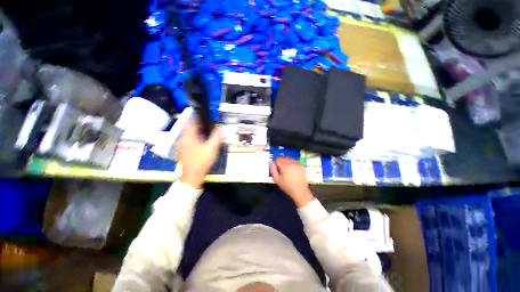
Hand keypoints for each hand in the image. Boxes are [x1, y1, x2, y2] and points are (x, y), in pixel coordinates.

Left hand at [178, 121, 221, 188]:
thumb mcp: (212, 148)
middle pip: (189, 127)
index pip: (189, 121)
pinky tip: (202, 141)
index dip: (194, 115)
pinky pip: (189, 140)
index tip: (200, 112)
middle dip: (197, 124)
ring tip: (206, 131)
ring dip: (196, 131)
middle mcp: (183, 139)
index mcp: (188, 136)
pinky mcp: (184, 151)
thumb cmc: (202, 160)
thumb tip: (220, 127)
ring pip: (189, 134)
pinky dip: (195, 138)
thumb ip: (216, 137)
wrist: (192, 176)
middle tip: (207, 122)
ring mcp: (182, 145)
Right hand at [270, 158, 314, 207]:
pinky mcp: (302, 166)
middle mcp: (292, 162)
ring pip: (289, 159)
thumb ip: (272, 169)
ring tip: (287, 171)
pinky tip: (293, 171)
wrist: (300, 191)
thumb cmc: (287, 186)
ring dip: (287, 163)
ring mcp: (298, 164)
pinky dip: (292, 164)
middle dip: (281, 163)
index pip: (278, 159)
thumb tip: (271, 162)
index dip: (275, 164)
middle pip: (284, 158)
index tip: (276, 170)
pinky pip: (295, 162)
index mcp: (285, 165)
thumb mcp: (276, 179)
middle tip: (281, 171)